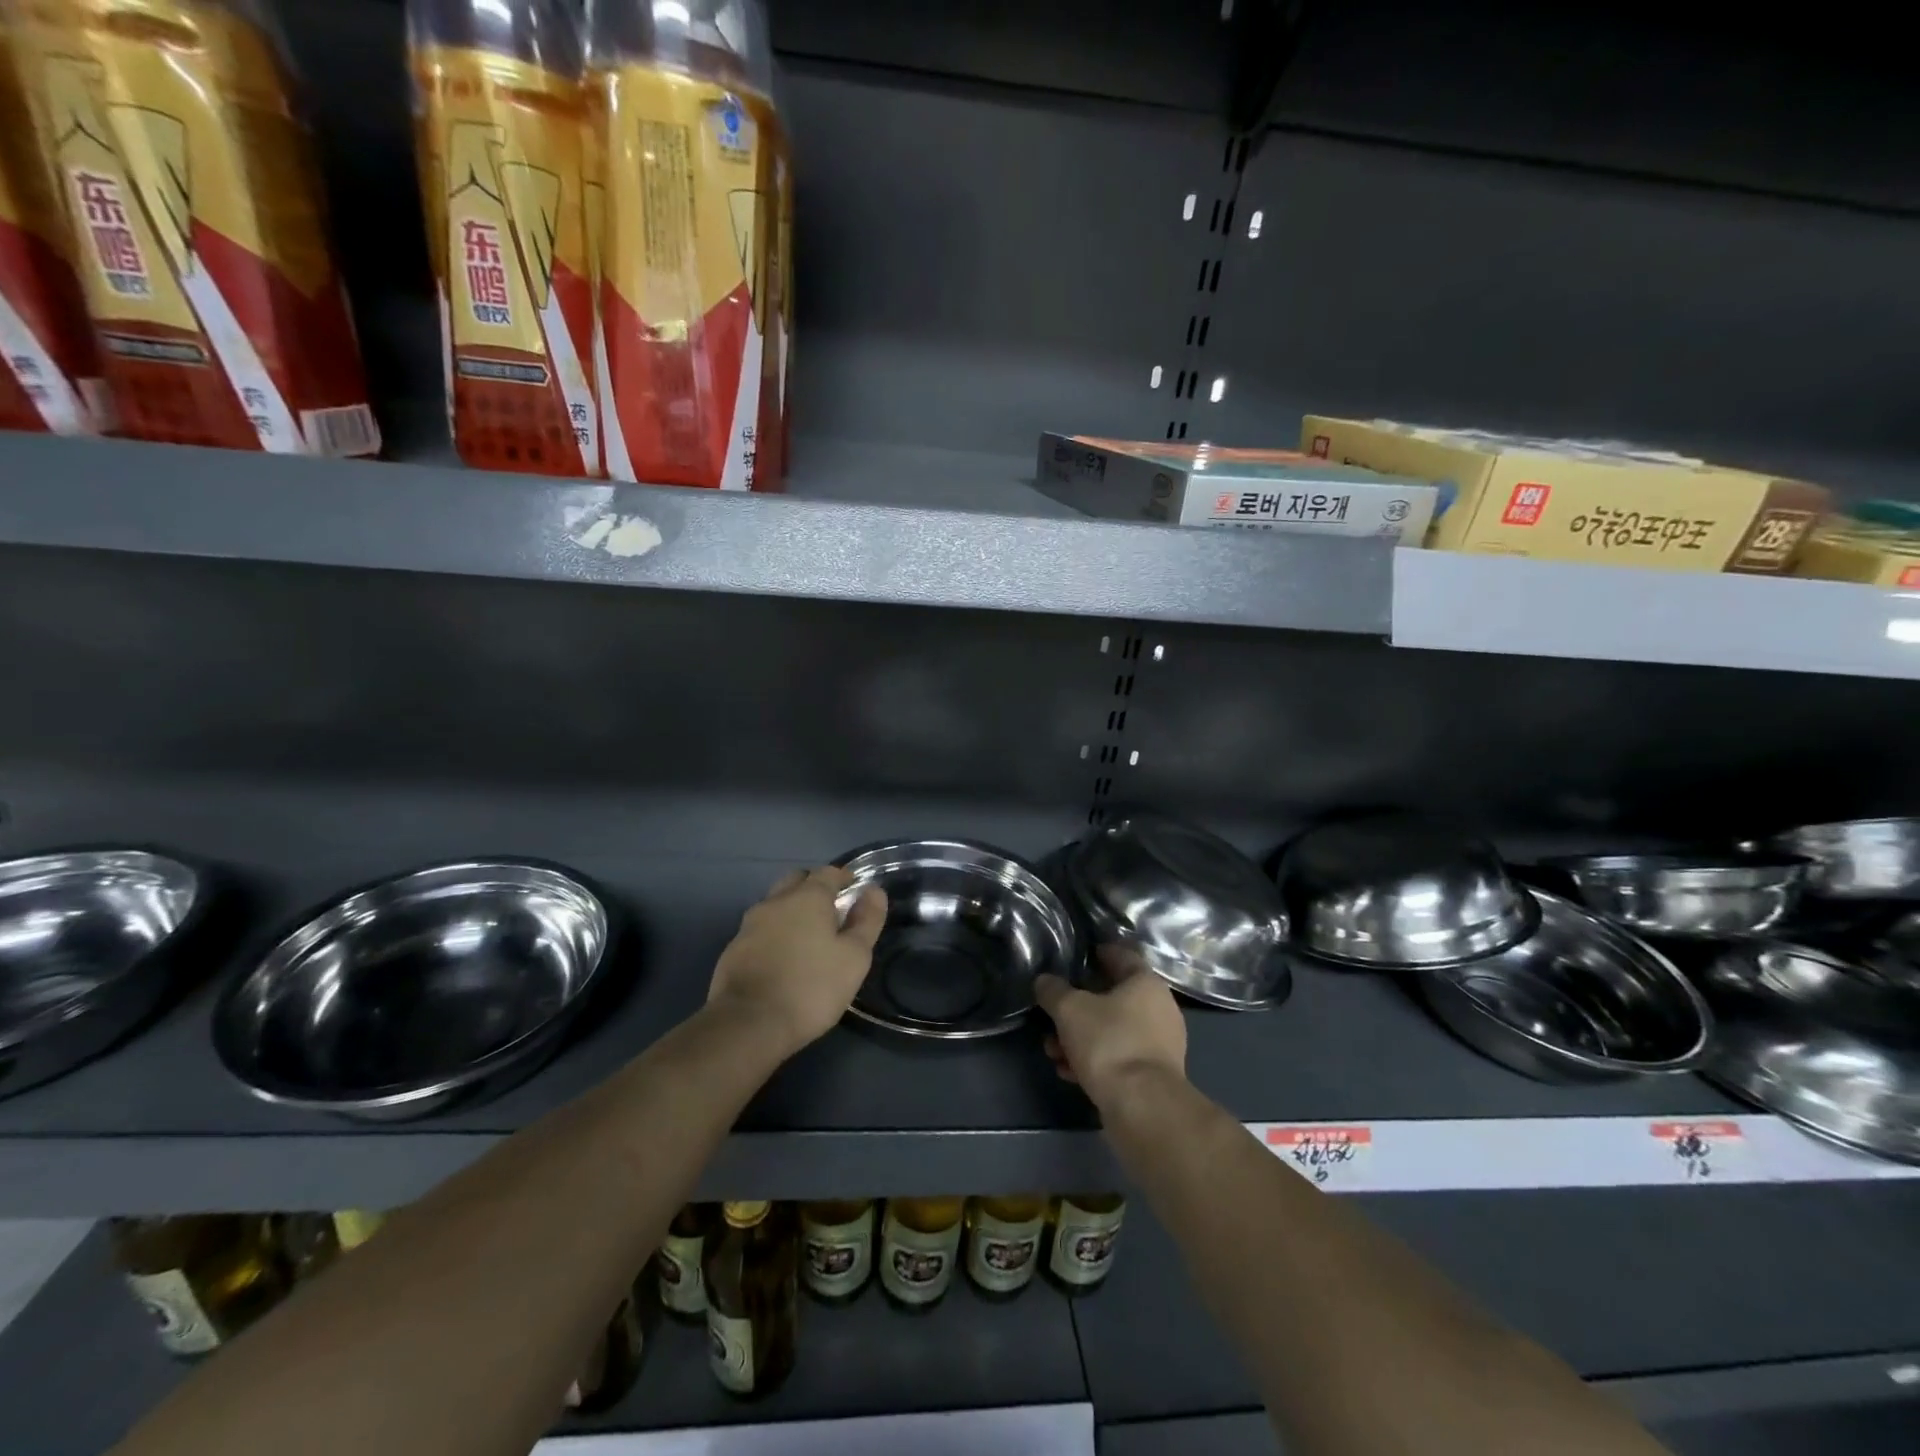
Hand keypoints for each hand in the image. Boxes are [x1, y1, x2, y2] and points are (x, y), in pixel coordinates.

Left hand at [708, 866, 886, 1054]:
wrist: (748, 1023)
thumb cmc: (811, 986)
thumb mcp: (854, 957)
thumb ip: (866, 920)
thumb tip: (874, 891)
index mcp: (807, 897)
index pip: (828, 872)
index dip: (843, 877)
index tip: (854, 889)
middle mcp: (776, 901)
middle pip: (797, 881)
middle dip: (814, 888)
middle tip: (831, 910)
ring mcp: (750, 924)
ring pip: (775, 904)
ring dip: (792, 910)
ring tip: (807, 935)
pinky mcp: (734, 948)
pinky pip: (760, 929)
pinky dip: (775, 933)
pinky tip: (783, 957)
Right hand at [1033, 944, 1187, 1109]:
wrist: (1142, 1107)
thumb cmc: (1109, 1043)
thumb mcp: (1070, 1010)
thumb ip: (1053, 991)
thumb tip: (1045, 981)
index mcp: (1146, 983)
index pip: (1122, 955)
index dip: (1098, 952)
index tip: (1078, 955)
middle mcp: (1159, 1009)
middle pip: (1112, 997)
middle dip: (1078, 1007)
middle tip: (1053, 1014)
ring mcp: (1159, 1044)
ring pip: (1112, 1030)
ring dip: (1081, 1037)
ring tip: (1053, 1051)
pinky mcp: (1153, 1076)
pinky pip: (1118, 1057)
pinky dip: (1094, 1060)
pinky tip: (1069, 1072)